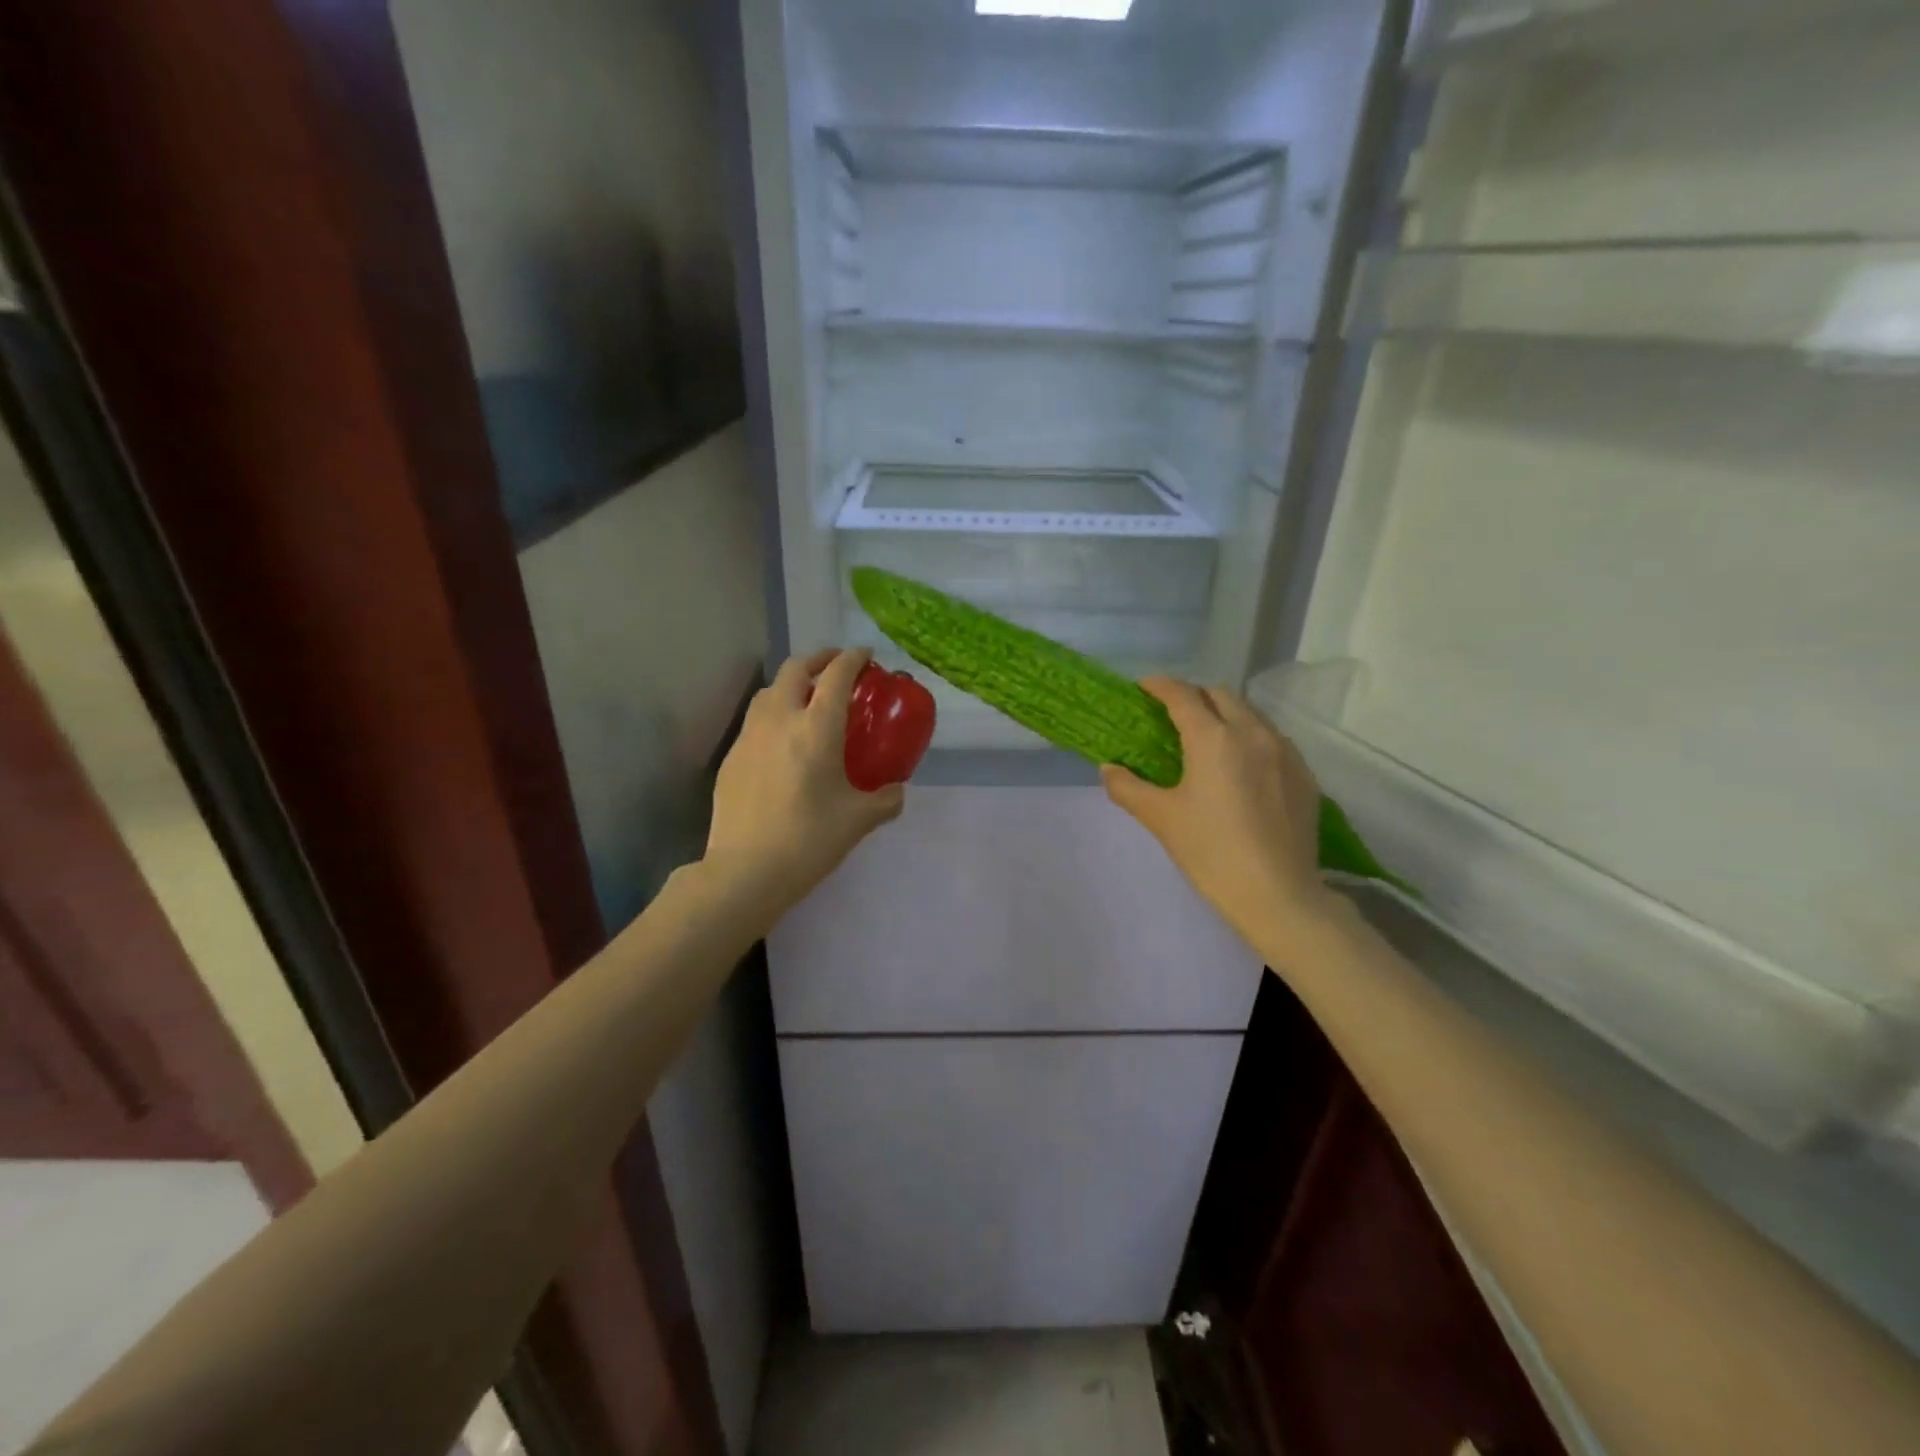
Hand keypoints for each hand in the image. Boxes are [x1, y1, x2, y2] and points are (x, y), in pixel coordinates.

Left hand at [704, 648, 904, 918]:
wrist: (745, 871)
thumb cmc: (809, 841)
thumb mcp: (859, 820)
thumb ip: (885, 800)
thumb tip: (895, 790)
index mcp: (816, 728)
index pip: (836, 675)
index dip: (853, 658)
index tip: (865, 655)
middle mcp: (780, 721)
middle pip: (795, 669)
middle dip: (819, 659)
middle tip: (836, 669)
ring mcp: (749, 737)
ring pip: (769, 691)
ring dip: (792, 684)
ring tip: (808, 701)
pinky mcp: (731, 758)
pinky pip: (755, 721)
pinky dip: (774, 715)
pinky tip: (783, 742)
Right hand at [1101, 678, 1334, 950]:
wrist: (1278, 895)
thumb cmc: (1211, 852)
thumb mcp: (1161, 819)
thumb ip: (1127, 787)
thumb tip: (1108, 768)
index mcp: (1213, 738)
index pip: (1182, 695)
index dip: (1159, 685)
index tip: (1143, 688)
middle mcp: (1252, 732)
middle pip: (1220, 695)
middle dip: (1194, 696)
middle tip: (1173, 716)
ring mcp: (1285, 752)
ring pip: (1251, 713)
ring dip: (1225, 714)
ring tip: (1208, 739)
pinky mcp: (1305, 774)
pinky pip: (1273, 739)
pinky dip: (1250, 738)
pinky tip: (1241, 768)